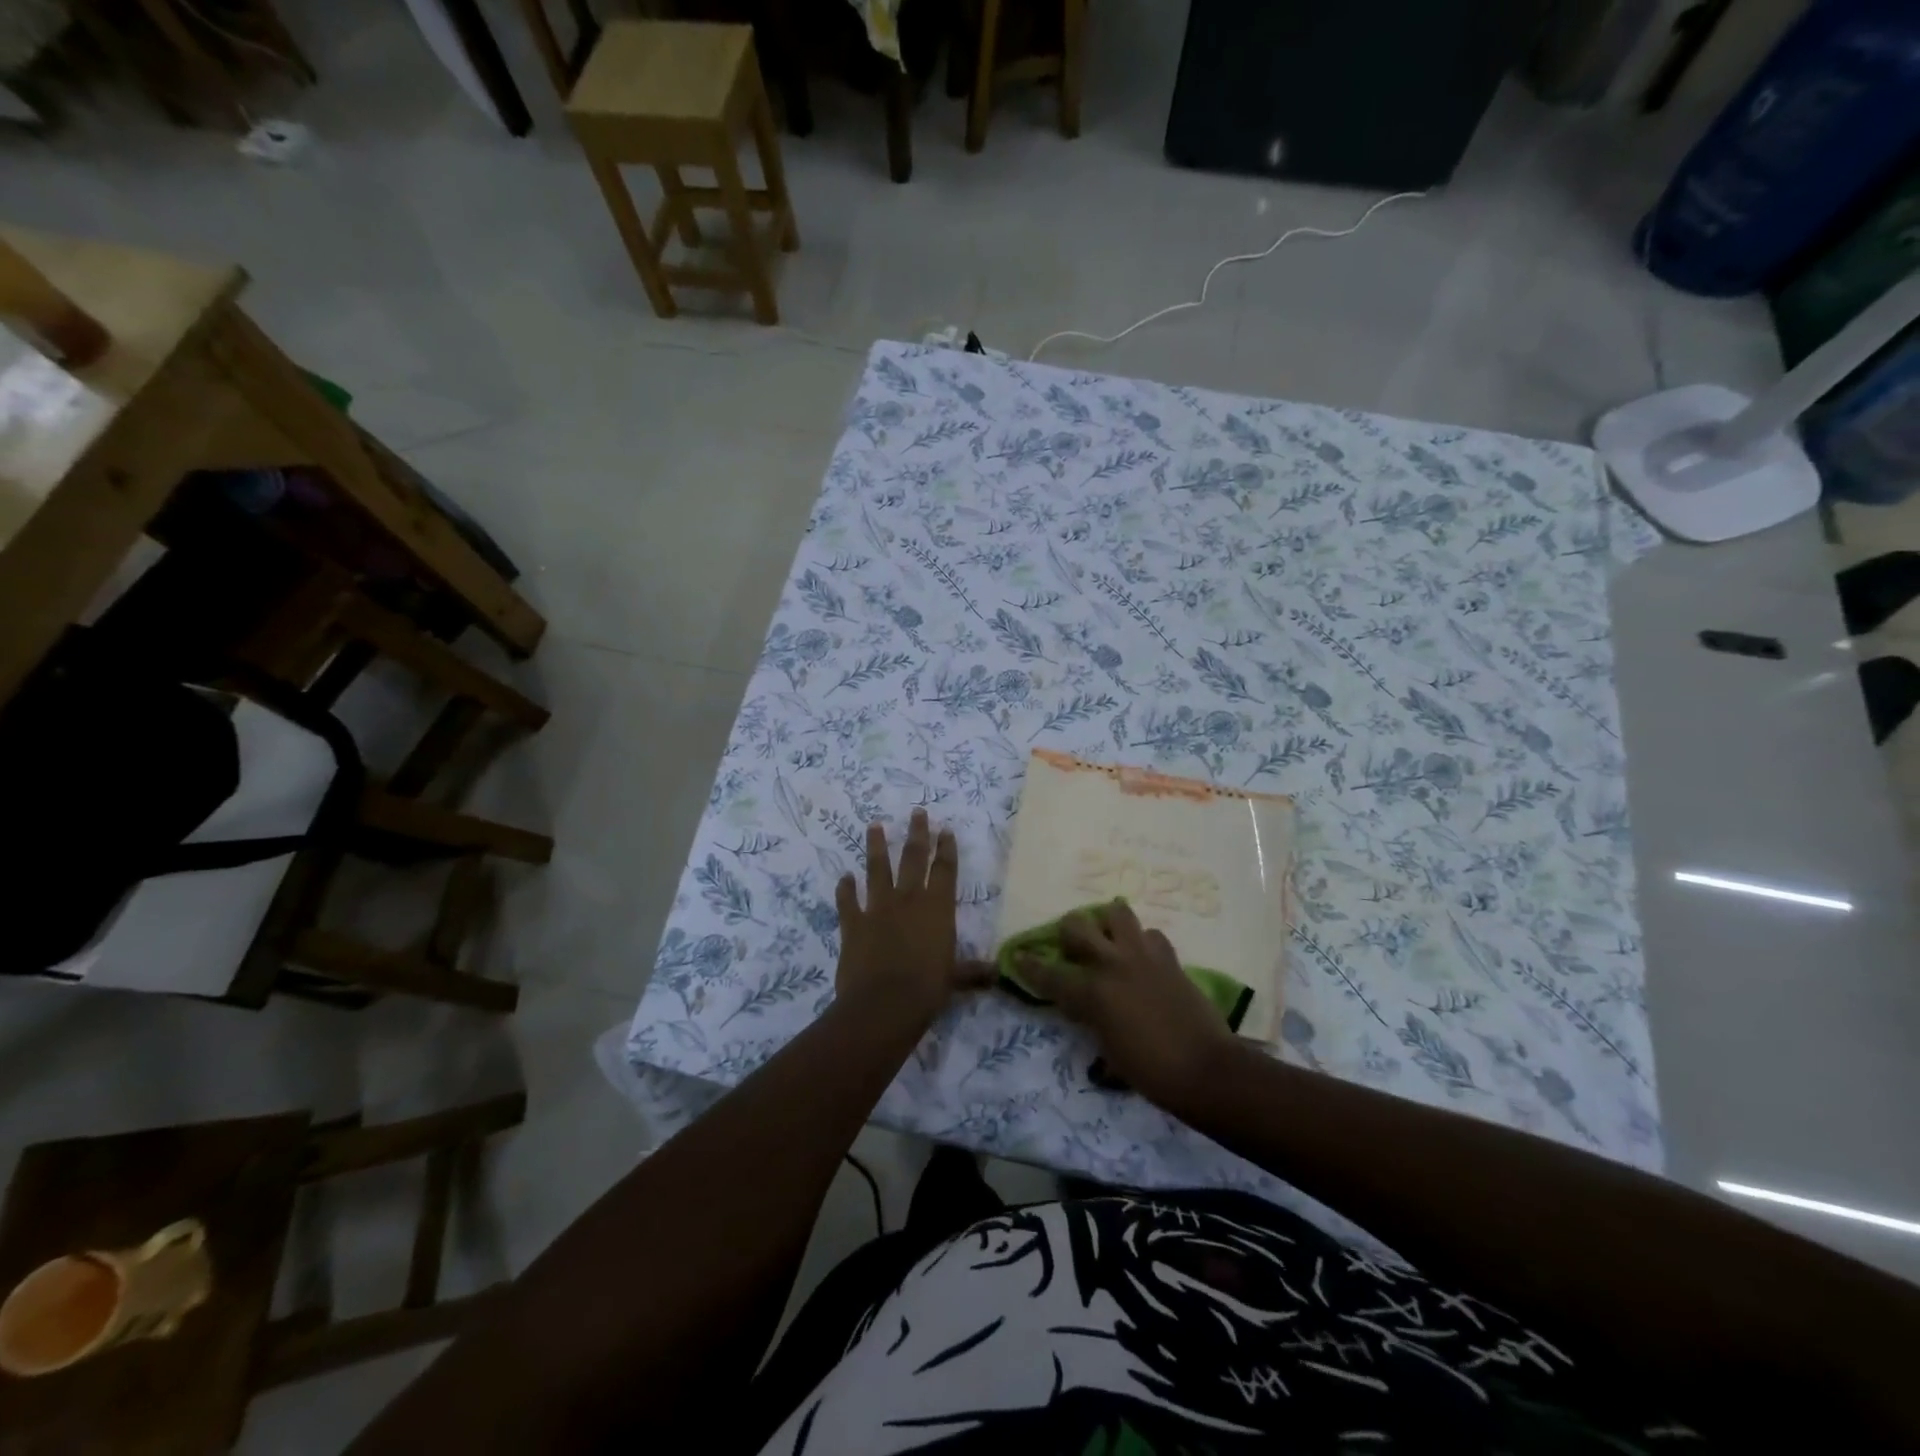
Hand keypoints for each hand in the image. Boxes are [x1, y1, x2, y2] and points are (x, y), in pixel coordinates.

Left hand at [835, 809, 992, 1022]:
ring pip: (877, 869)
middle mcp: (908, 900)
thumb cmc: (927, 989)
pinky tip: (844, 877)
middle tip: (917, 812)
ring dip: (875, 846)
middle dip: (917, 834)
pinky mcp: (853, 923)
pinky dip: (845, 888)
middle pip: (913, 858)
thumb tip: (998, 974)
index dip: (946, 849)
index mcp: (937, 909)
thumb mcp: (955, 979)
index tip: (945, 829)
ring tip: (874, 825)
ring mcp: (878, 908)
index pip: (944, 870)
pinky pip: (847, 900)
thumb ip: (972, 972)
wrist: (884, 1004)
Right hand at [1017, 901, 1235, 1110]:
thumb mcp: (1108, 1051)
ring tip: (1110, 938)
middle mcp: (1112, 965)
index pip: (1050, 975)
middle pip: (1077, 926)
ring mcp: (1142, 956)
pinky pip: (1150, 934)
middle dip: (1067, 931)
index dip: (1029, 965)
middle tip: (1071, 944)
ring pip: (1117, 912)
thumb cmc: (1150, 1071)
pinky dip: (1143, 942)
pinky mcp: (1169, 958)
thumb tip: (1084, 1007)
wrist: (1205, 1069)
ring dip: (1108, 923)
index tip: (1018, 956)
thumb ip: (1092, 1020)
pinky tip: (1143, 958)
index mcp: (1092, 993)